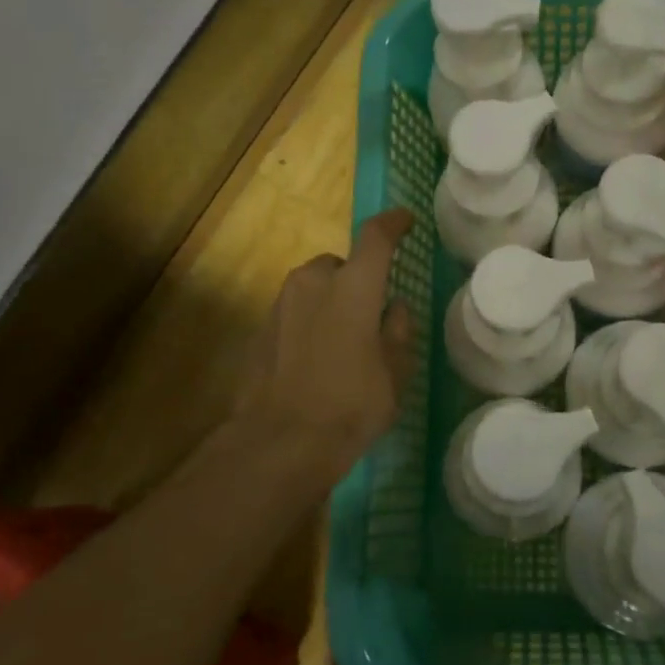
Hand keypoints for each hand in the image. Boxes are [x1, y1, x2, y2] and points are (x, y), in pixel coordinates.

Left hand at [232, 209, 417, 466]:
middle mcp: (313, 282)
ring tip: (342, 342)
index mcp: (353, 286)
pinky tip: (315, 359)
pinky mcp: (260, 328)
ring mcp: (281, 304)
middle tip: (370, 314)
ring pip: (313, 287)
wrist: (279, 443)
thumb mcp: (394, 373)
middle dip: (356, 280)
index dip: (393, 224)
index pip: (375, 237)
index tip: (405, 221)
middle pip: (340, 264)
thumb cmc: (351, 405)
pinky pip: (293, 312)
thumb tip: (394, 308)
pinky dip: (308, 322)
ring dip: (329, 301)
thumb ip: (398, 332)